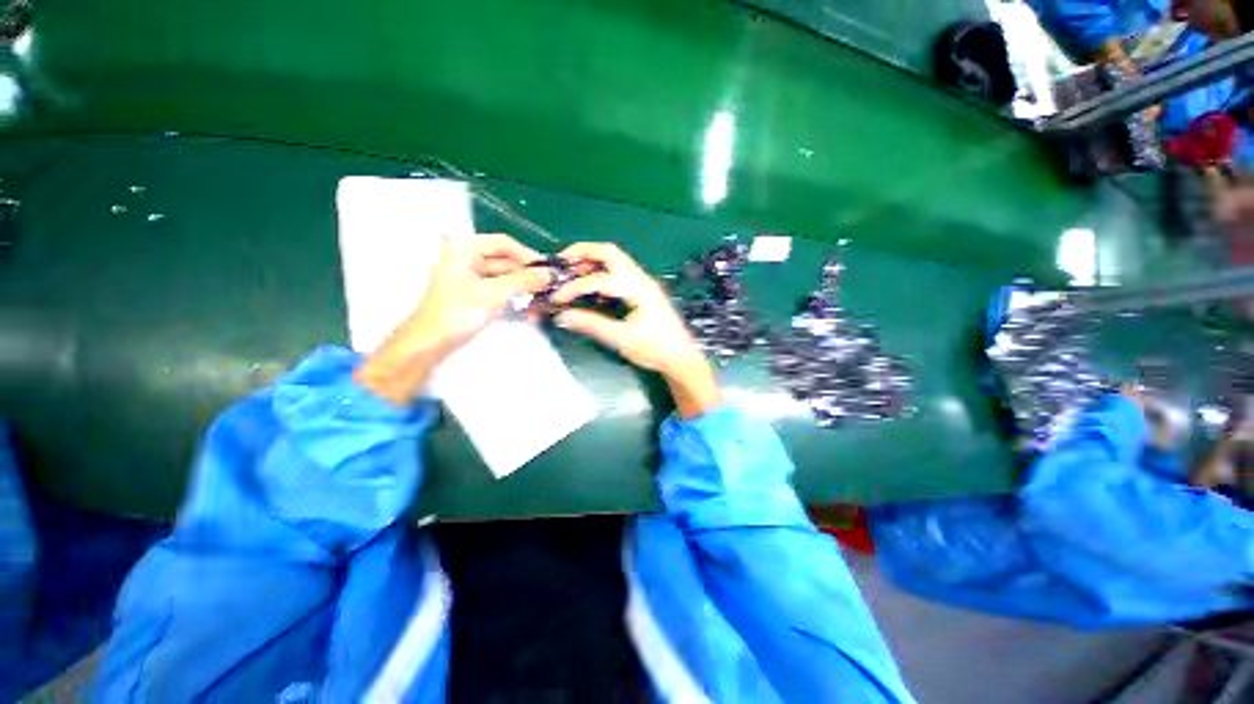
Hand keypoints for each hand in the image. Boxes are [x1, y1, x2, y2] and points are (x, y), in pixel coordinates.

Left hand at [355, 234, 551, 405]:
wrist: (429, 344)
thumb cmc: (457, 314)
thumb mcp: (493, 294)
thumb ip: (523, 281)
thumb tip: (550, 274)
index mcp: (462, 248)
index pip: (503, 243)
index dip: (527, 255)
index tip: (548, 270)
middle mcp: (464, 256)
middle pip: (504, 260)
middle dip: (526, 275)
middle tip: (548, 288)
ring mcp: (467, 275)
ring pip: (503, 276)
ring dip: (522, 288)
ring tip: (540, 301)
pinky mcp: (471, 292)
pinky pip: (498, 288)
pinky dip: (512, 296)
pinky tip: (527, 307)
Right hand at [550, 243, 720, 417]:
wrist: (682, 358)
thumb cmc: (656, 349)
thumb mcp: (622, 339)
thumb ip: (592, 325)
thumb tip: (563, 316)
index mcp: (638, 288)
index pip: (599, 279)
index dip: (574, 287)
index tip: (556, 298)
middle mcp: (641, 279)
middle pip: (609, 252)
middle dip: (583, 253)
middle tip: (561, 265)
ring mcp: (644, 283)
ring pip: (615, 260)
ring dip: (592, 262)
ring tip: (573, 276)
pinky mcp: (644, 291)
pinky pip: (619, 273)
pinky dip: (602, 273)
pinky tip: (593, 291)